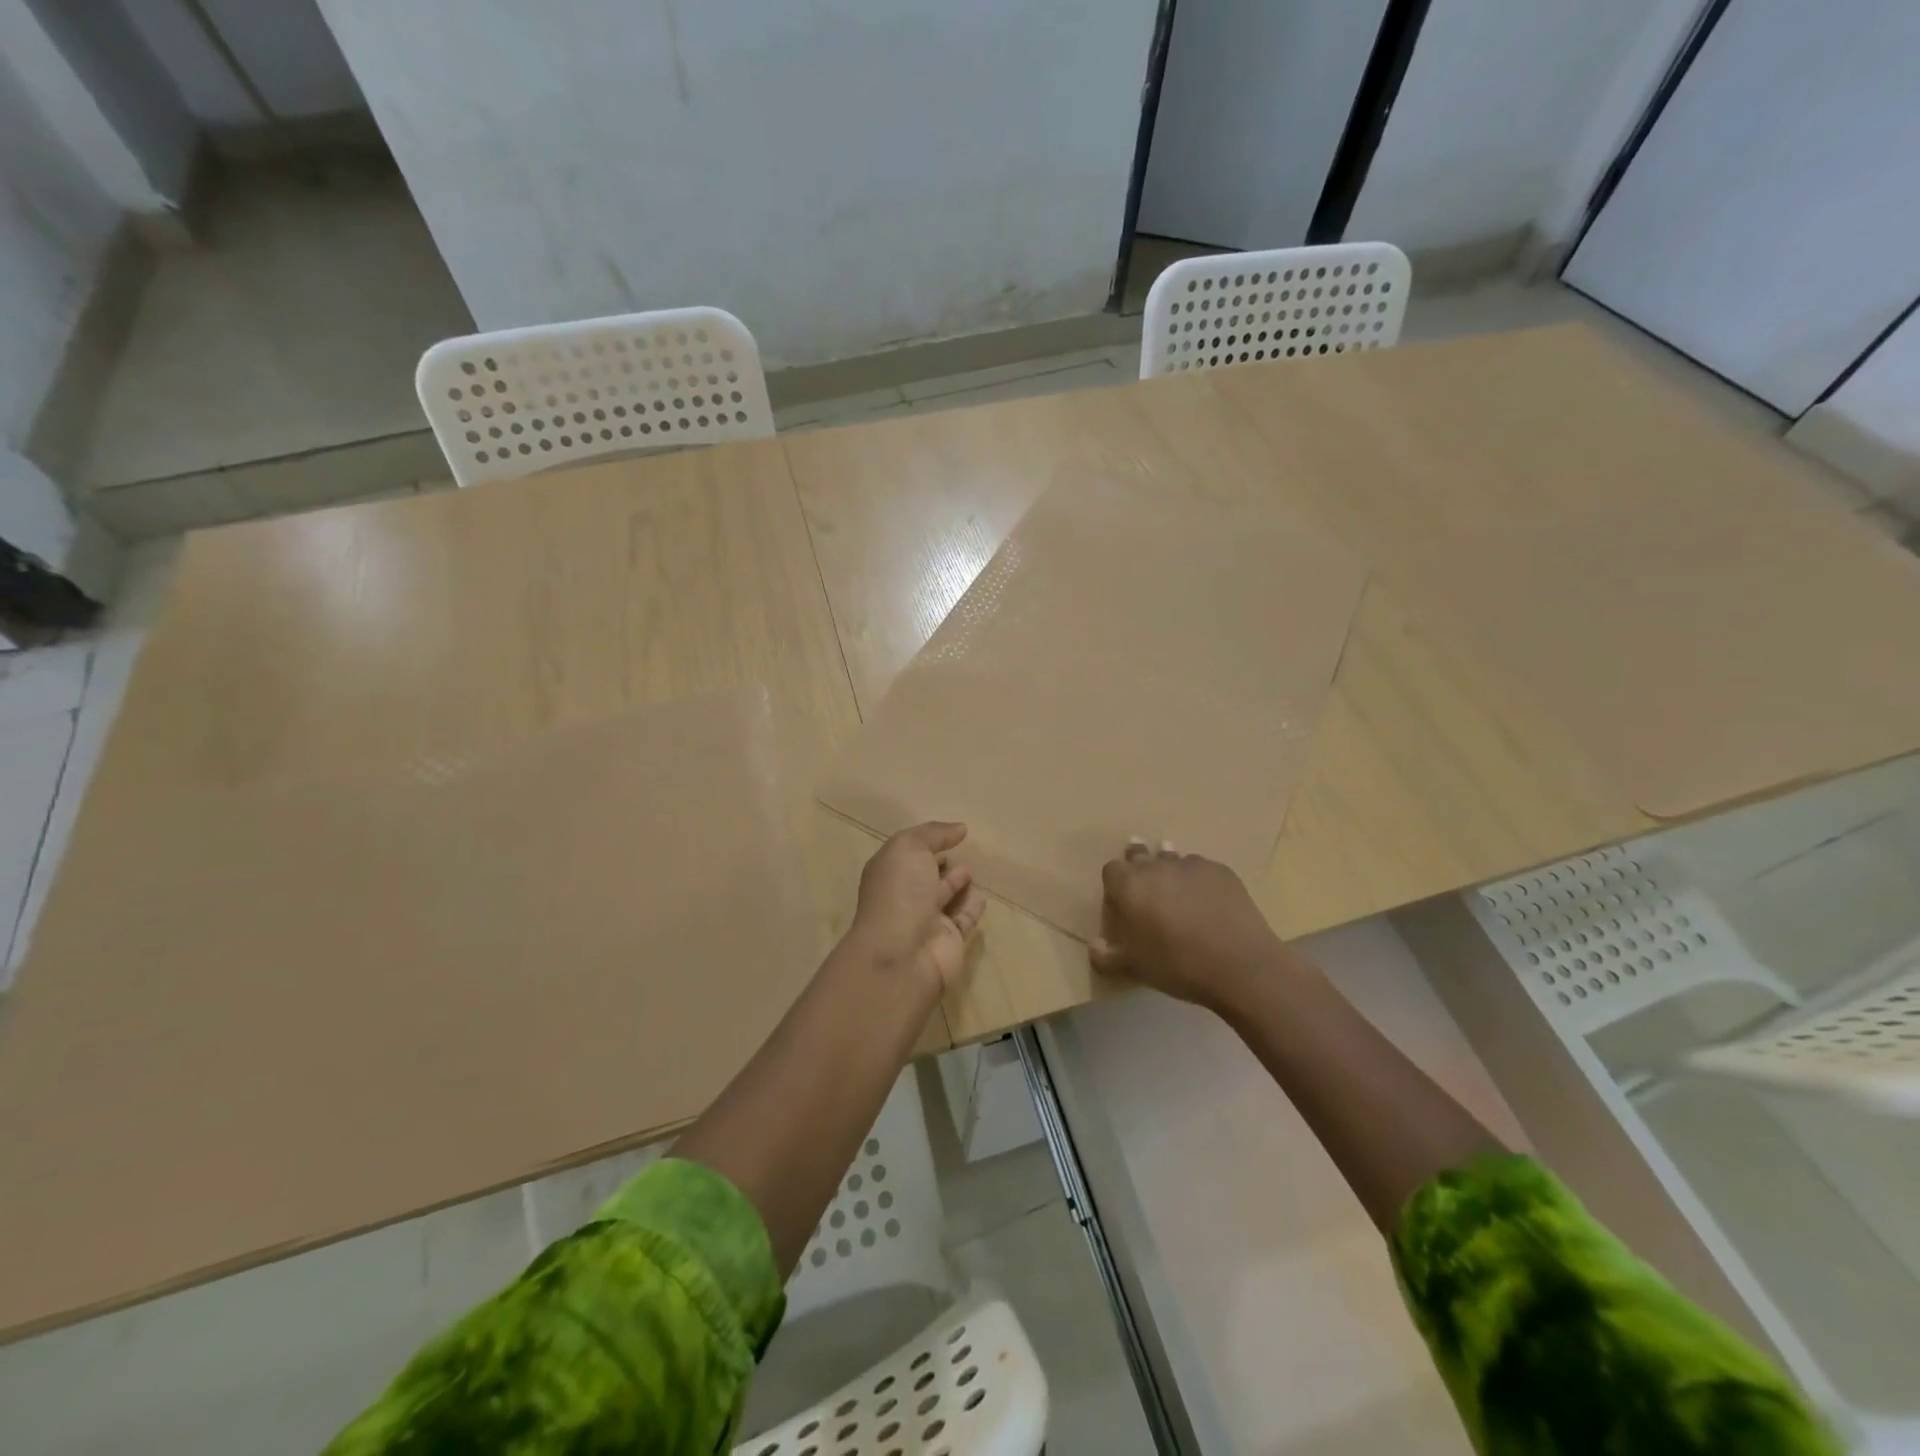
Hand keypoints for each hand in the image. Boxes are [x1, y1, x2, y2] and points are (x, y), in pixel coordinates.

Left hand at [845, 822, 986, 992]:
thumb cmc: (900, 893)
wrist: (903, 954)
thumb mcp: (909, 848)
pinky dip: (973, 908)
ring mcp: (926, 921)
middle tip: (962, 850)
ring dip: (957, 883)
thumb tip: (959, 828)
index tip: (952, 832)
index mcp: (889, 873)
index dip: (927, 842)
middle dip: (939, 862)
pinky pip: (963, 920)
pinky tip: (982, 895)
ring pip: (945, 897)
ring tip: (972, 868)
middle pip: (924, 876)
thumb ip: (933, 833)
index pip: (907, 853)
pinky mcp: (949, 941)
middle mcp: (905, 896)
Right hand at [1089, 840, 1295, 1010]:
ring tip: (1174, 886)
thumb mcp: (1137, 967)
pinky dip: (1197, 879)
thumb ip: (1109, 956)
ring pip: (1172, 858)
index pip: (1111, 870)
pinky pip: (1201, 868)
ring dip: (1168, 868)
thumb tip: (1093, 946)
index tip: (1120, 899)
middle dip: (1138, 863)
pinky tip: (1206, 899)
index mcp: (1130, 886)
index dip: (1114, 883)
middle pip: (1140, 854)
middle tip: (1143, 881)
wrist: (1241, 965)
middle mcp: (1157, 867)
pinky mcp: (1221, 871)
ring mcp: (1191, 865)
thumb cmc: (1179, 965)